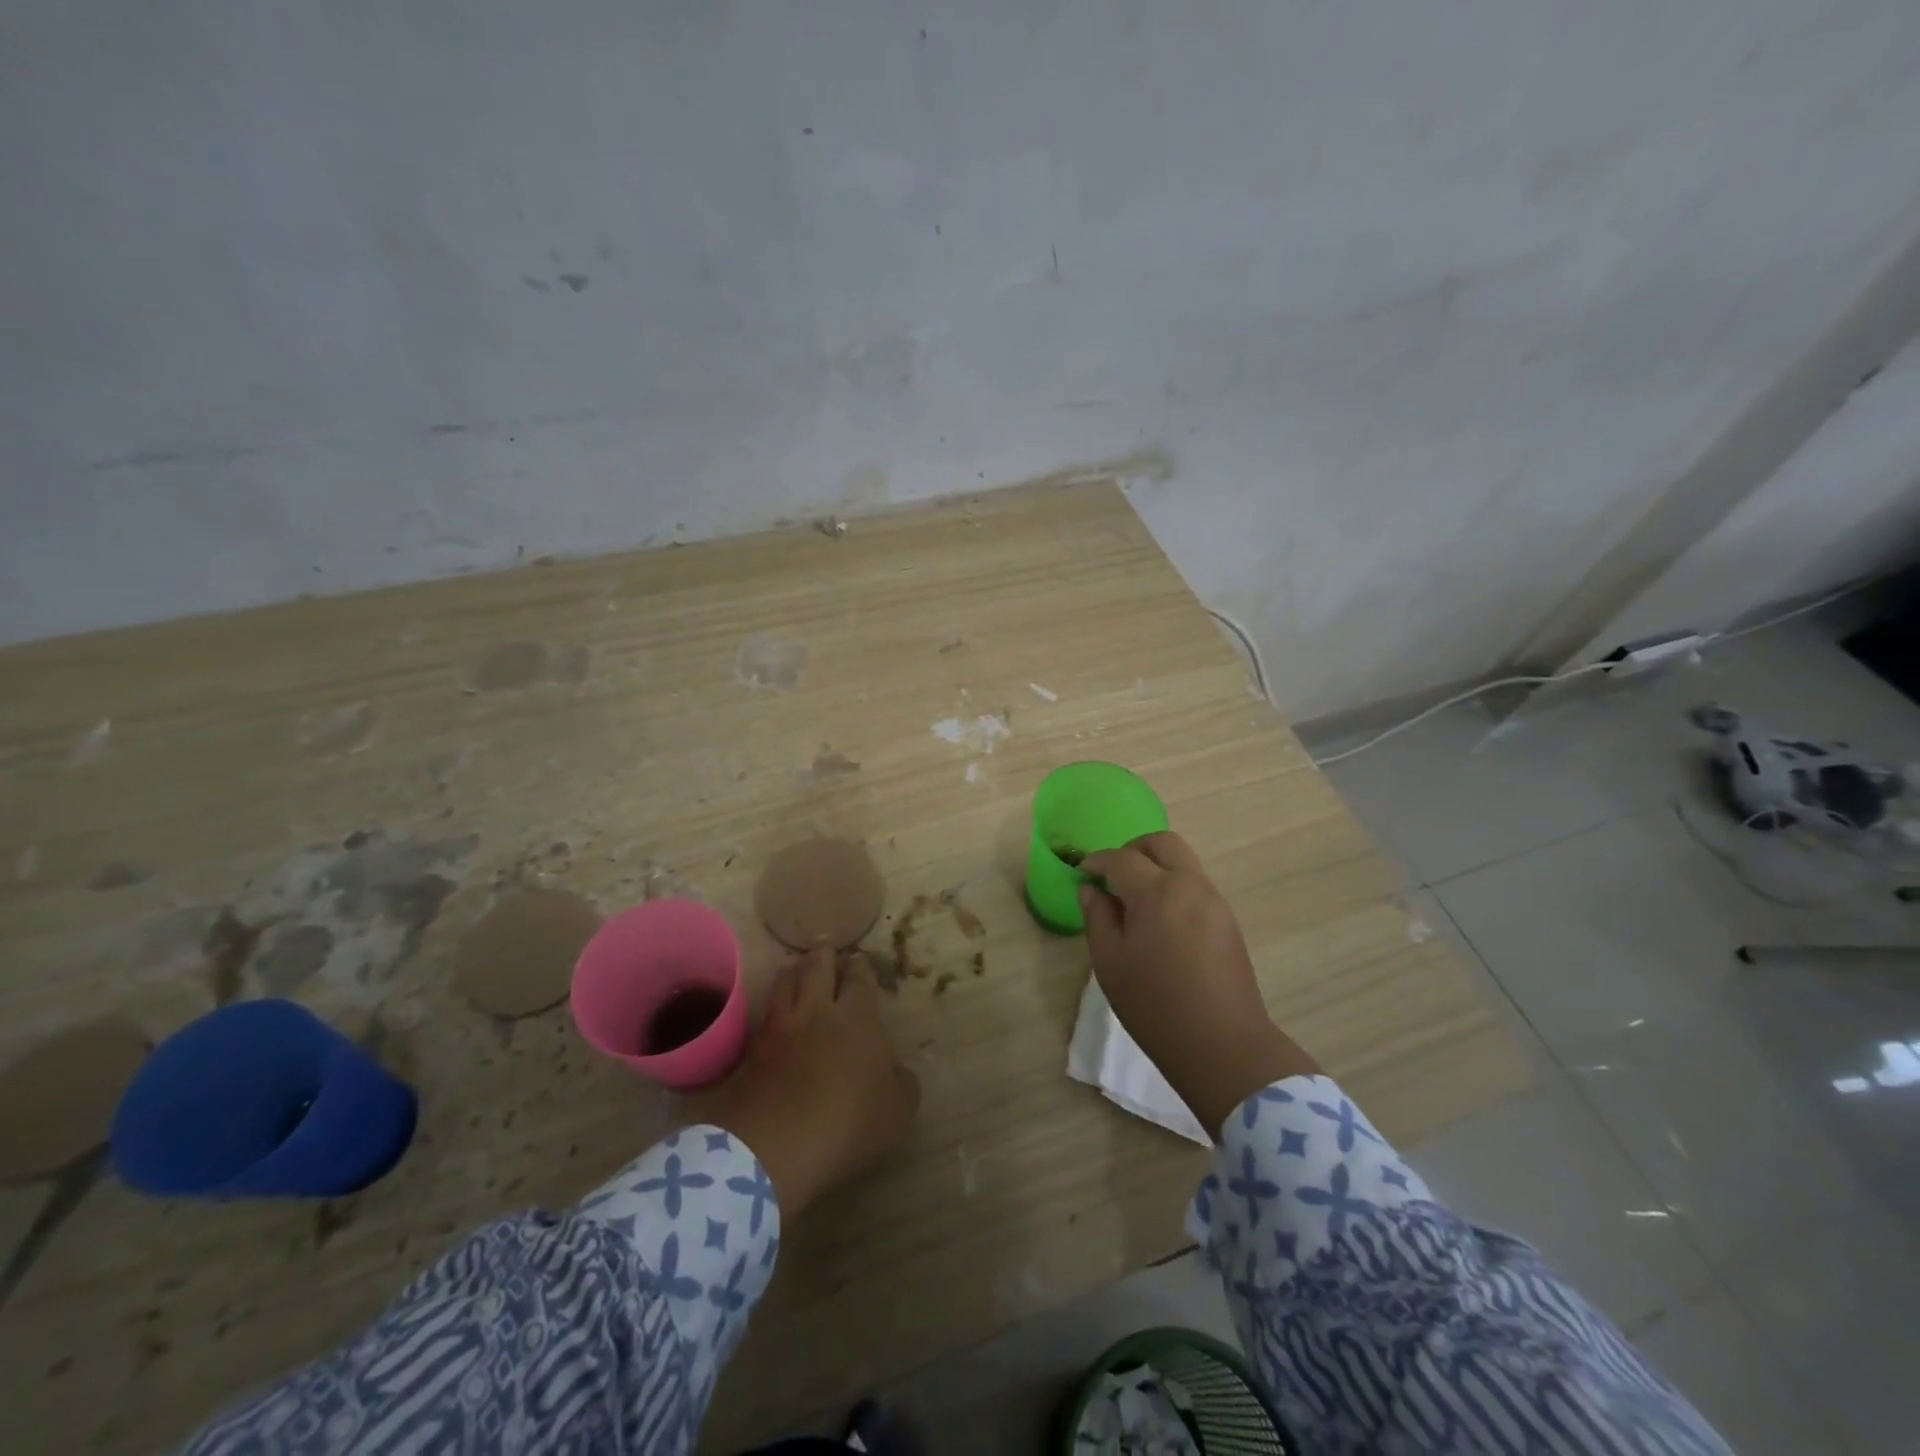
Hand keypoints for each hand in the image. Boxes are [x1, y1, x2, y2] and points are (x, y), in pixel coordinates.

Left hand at [711, 946, 919, 1217]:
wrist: (778, 1145)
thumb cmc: (849, 1122)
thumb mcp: (897, 1109)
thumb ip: (902, 1083)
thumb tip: (897, 1070)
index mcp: (858, 1017)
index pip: (860, 978)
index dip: (862, 967)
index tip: (861, 960)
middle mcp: (818, 1010)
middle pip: (817, 966)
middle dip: (823, 952)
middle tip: (825, 943)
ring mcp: (782, 1027)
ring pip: (785, 981)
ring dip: (793, 970)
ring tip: (795, 966)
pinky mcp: (754, 1050)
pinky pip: (764, 1013)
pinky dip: (771, 1003)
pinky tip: (774, 1009)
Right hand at [1079, 831, 1318, 1138]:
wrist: (1223, 1046)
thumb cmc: (1155, 1006)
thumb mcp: (1110, 963)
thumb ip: (1097, 917)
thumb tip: (1091, 890)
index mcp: (1157, 891)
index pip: (1121, 859)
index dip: (1096, 862)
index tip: (1082, 872)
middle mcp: (1190, 884)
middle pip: (1161, 843)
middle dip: (1132, 850)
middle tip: (1112, 875)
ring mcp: (1214, 900)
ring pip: (1182, 862)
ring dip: (1155, 867)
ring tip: (1134, 901)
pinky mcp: (1228, 920)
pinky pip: (1195, 885)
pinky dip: (1173, 886)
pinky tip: (1159, 921)